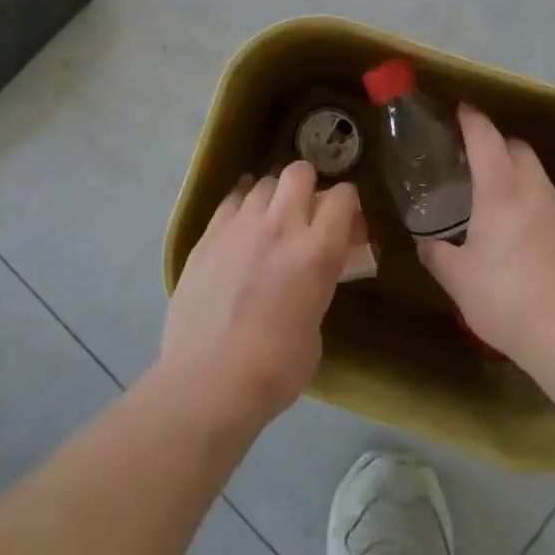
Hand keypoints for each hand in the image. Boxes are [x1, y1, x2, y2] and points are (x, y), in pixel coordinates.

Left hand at [160, 161, 359, 433]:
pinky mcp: (207, 236)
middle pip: (299, 172)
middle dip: (308, 184)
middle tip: (305, 210)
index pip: (342, 197)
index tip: (345, 222)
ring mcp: (239, 226)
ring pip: (262, 183)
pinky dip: (240, 206)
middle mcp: (281, 226)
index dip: (347, 204)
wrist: (207, 382)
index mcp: (317, 251)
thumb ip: (315, 291)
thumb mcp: (315, 331)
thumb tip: (306, 283)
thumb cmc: (273, 370)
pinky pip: (229, 202)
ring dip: (272, 197)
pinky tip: (240, 224)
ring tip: (269, 220)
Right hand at [418, 105, 554, 365]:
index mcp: (500, 190)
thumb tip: (425, 243)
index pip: (486, 137)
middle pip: (517, 147)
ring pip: (537, 175)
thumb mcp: (457, 279)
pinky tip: (522, 233)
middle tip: (473, 157)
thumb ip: (436, 254)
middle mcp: (534, 190)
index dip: (471, 119)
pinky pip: (550, 203)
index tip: (459, 110)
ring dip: (516, 173)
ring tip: (496, 198)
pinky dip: (533, 202)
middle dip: (496, 142)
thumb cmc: (505, 298)